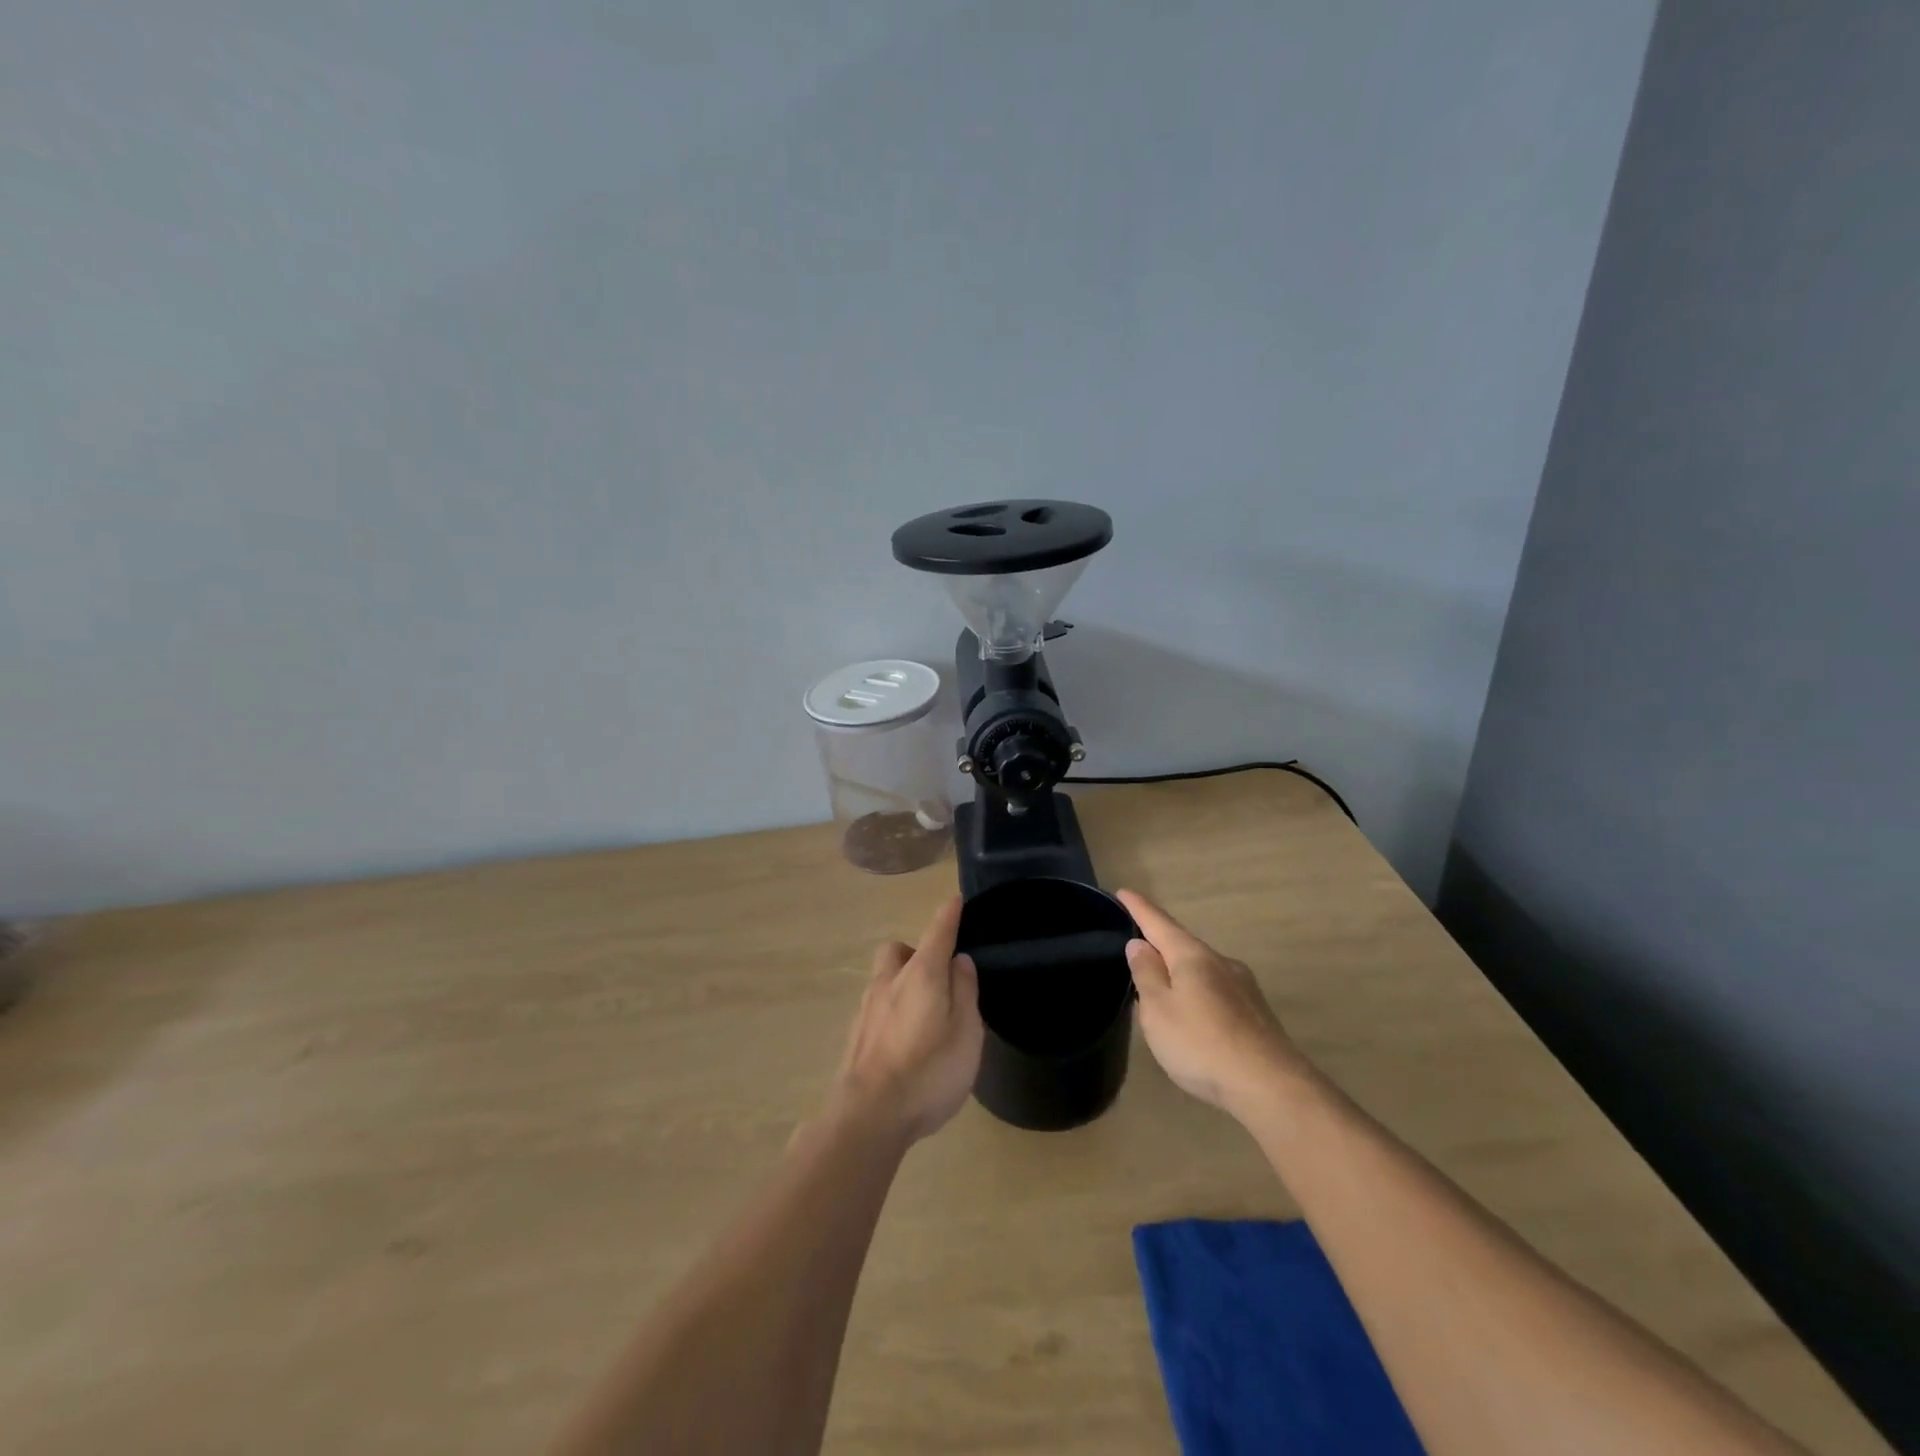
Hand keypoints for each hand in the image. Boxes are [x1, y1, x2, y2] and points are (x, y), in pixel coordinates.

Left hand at [831, 896, 984, 1142]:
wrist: (868, 1116)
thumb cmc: (928, 1072)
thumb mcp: (965, 1033)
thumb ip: (964, 992)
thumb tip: (960, 961)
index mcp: (921, 975)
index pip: (937, 933)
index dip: (948, 915)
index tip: (955, 900)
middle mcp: (889, 982)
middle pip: (899, 950)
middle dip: (916, 952)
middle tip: (937, 975)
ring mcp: (867, 1008)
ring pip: (884, 978)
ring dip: (902, 981)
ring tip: (923, 1012)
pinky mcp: (856, 1035)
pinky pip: (877, 1006)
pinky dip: (891, 1009)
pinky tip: (903, 1038)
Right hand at [1118, 889, 1307, 1116]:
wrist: (1271, 1086)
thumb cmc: (1201, 1044)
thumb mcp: (1158, 1010)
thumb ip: (1147, 974)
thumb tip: (1140, 944)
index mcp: (1192, 956)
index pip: (1158, 923)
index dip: (1138, 908)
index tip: (1123, 891)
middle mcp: (1220, 962)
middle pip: (1182, 945)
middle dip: (1160, 943)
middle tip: (1136, 946)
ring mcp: (1243, 987)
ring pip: (1201, 969)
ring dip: (1179, 972)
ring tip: (1160, 987)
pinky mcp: (1255, 1013)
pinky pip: (1216, 991)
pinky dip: (1197, 992)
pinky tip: (1193, 1015)